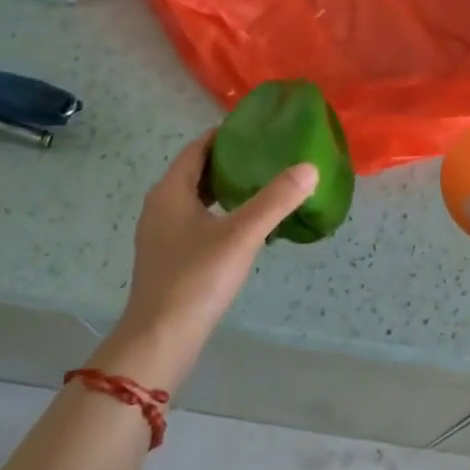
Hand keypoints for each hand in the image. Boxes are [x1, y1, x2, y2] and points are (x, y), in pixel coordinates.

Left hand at [112, 134, 317, 377]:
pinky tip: (242, 227)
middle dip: (227, 161)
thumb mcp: (241, 235)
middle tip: (265, 156)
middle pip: (194, 171)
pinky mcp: (167, 257)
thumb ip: (275, 200)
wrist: (161, 339)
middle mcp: (159, 206)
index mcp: (170, 191)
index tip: (256, 129)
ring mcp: (160, 234)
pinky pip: (194, 221)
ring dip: (222, 189)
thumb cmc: (196, 278)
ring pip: (194, 198)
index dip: (224, 135)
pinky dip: (217, 213)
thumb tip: (309, 168)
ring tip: (259, 187)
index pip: (197, 148)